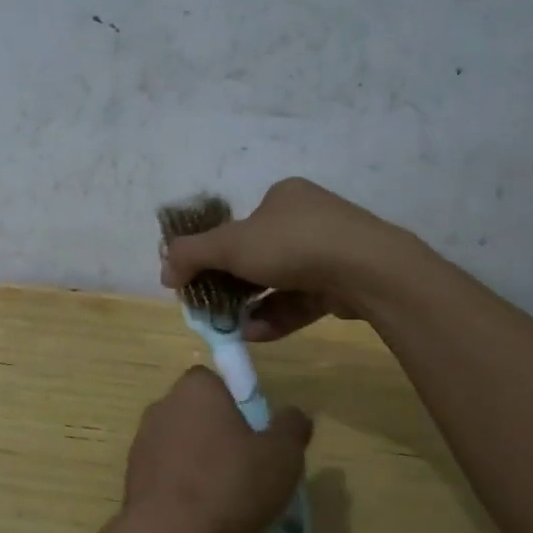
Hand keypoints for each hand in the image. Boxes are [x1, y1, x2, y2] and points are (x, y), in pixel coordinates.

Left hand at [120, 367, 312, 532]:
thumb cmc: (230, 484)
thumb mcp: (282, 456)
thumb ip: (291, 427)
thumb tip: (294, 414)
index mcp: (196, 389)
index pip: (214, 381)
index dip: (236, 403)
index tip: (254, 433)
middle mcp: (164, 405)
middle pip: (197, 412)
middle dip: (218, 432)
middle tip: (246, 465)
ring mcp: (143, 439)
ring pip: (180, 442)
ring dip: (198, 459)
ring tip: (226, 495)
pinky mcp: (132, 473)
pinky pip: (166, 470)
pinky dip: (181, 484)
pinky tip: (201, 512)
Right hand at [158, 177, 404, 340]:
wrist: (368, 270)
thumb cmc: (292, 244)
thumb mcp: (230, 244)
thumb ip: (191, 255)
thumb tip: (164, 271)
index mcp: (282, 198)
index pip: (239, 226)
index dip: (215, 254)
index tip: (198, 281)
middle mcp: (307, 219)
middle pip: (258, 256)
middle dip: (232, 286)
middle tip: (212, 309)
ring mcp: (330, 251)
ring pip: (279, 282)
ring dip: (252, 306)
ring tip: (231, 328)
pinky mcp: (344, 282)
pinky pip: (302, 300)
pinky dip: (278, 316)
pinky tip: (256, 334)